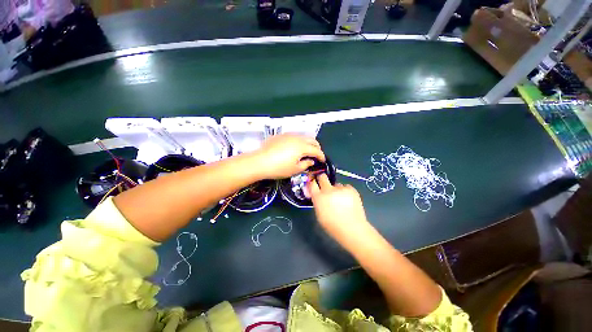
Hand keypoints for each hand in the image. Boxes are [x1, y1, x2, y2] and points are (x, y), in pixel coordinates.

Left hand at [252, 134, 325, 178]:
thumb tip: (311, 161)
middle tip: (316, 155)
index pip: (316, 150)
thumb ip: (306, 164)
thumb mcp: (295, 169)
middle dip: (317, 147)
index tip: (323, 161)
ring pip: (303, 137)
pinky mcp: (280, 135)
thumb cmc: (279, 168)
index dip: (321, 156)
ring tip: (306, 151)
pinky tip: (294, 148)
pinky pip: (294, 136)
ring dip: (308, 143)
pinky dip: (299, 141)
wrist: (259, 162)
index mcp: (302, 147)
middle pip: (312, 140)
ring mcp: (288, 135)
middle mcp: (297, 138)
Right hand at [309, 174, 370, 244]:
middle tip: (325, 186)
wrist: (353, 229)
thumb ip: (317, 202)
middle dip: (322, 180)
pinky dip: (346, 192)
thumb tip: (317, 195)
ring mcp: (341, 188)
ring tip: (341, 200)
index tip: (314, 185)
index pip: (312, 183)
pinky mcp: (351, 189)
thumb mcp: (319, 215)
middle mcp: (328, 190)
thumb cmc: (333, 226)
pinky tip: (348, 201)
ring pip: (336, 184)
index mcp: (318, 197)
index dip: (313, 183)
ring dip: (336, 190)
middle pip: (323, 177)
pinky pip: (346, 187)